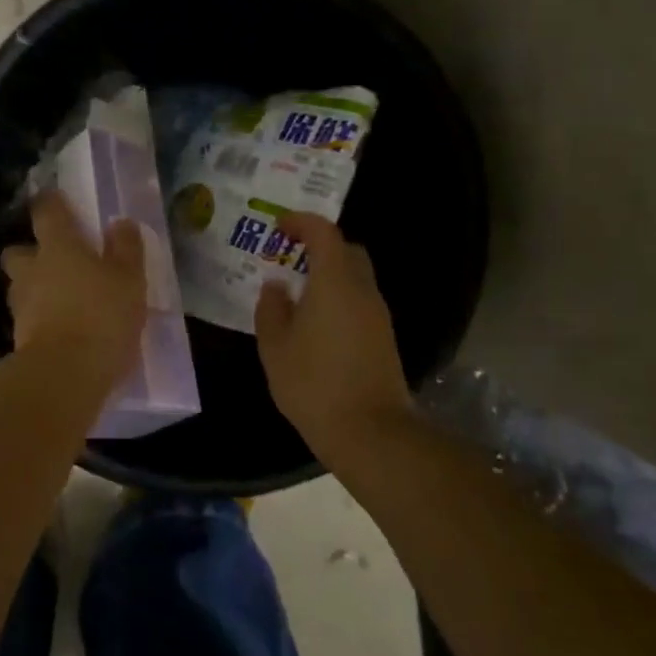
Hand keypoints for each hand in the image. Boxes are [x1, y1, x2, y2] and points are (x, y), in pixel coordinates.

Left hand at [2, 192, 147, 385]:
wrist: (65, 375)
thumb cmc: (101, 316)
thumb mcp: (129, 280)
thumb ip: (126, 248)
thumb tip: (120, 223)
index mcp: (58, 247)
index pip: (46, 211)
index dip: (51, 203)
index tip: (58, 200)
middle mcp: (32, 270)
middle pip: (18, 251)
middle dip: (31, 252)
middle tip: (56, 259)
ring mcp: (22, 305)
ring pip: (21, 286)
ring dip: (35, 287)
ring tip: (61, 298)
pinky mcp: (19, 337)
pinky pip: (28, 317)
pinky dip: (40, 317)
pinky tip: (61, 327)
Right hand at [255, 212, 414, 461]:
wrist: (370, 432)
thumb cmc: (314, 383)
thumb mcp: (275, 346)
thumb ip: (271, 308)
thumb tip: (276, 285)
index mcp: (335, 282)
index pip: (324, 233)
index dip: (301, 223)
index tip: (278, 227)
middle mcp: (362, 291)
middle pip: (347, 251)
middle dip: (318, 246)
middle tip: (289, 258)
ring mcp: (378, 315)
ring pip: (355, 278)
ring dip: (329, 275)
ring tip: (297, 293)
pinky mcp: (384, 338)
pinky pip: (359, 302)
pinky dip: (338, 298)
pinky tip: (315, 323)